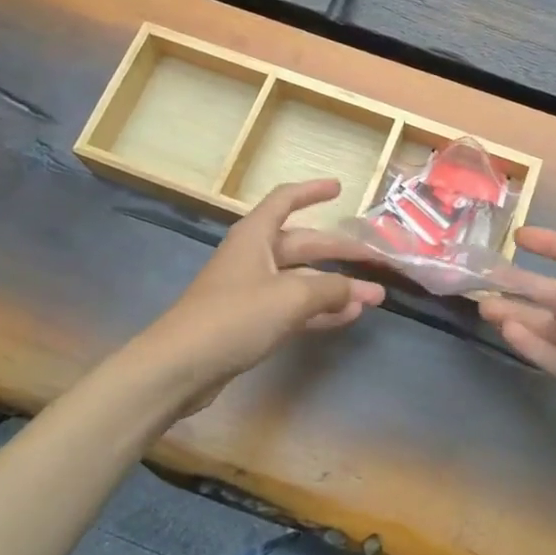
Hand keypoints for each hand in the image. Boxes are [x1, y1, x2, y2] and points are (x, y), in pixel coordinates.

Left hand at [132, 179, 384, 417]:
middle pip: (303, 243)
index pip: (286, 200)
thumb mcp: (290, 298)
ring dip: (335, 287)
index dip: (312, 191)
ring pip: (302, 279)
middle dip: (339, 251)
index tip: (339, 188)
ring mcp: (251, 290)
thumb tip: (361, 290)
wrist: (179, 367)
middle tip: (375, 259)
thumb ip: (330, 290)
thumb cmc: (234, 317)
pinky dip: (319, 310)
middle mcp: (254, 256)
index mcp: (256, 235)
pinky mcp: (250, 321)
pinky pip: (293, 307)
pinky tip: (346, 318)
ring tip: (372, 296)